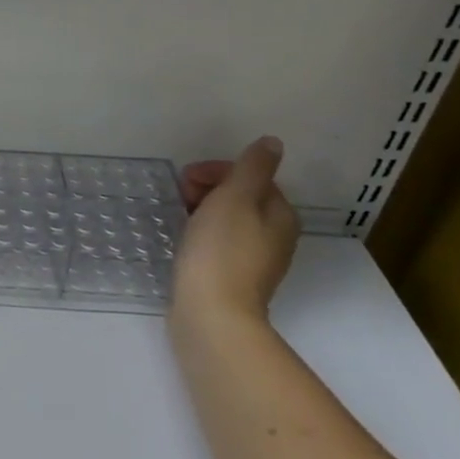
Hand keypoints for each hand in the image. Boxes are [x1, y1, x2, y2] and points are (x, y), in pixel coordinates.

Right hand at [171, 136, 300, 333]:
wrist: (211, 315)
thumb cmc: (221, 251)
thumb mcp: (235, 198)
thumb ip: (253, 167)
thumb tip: (272, 143)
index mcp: (280, 215)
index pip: (253, 177)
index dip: (218, 171)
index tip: (186, 179)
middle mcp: (275, 237)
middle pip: (242, 198)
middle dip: (209, 189)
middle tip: (180, 195)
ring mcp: (255, 261)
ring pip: (229, 221)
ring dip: (203, 210)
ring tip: (179, 216)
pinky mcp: (233, 279)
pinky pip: (219, 244)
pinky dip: (202, 234)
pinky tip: (185, 241)